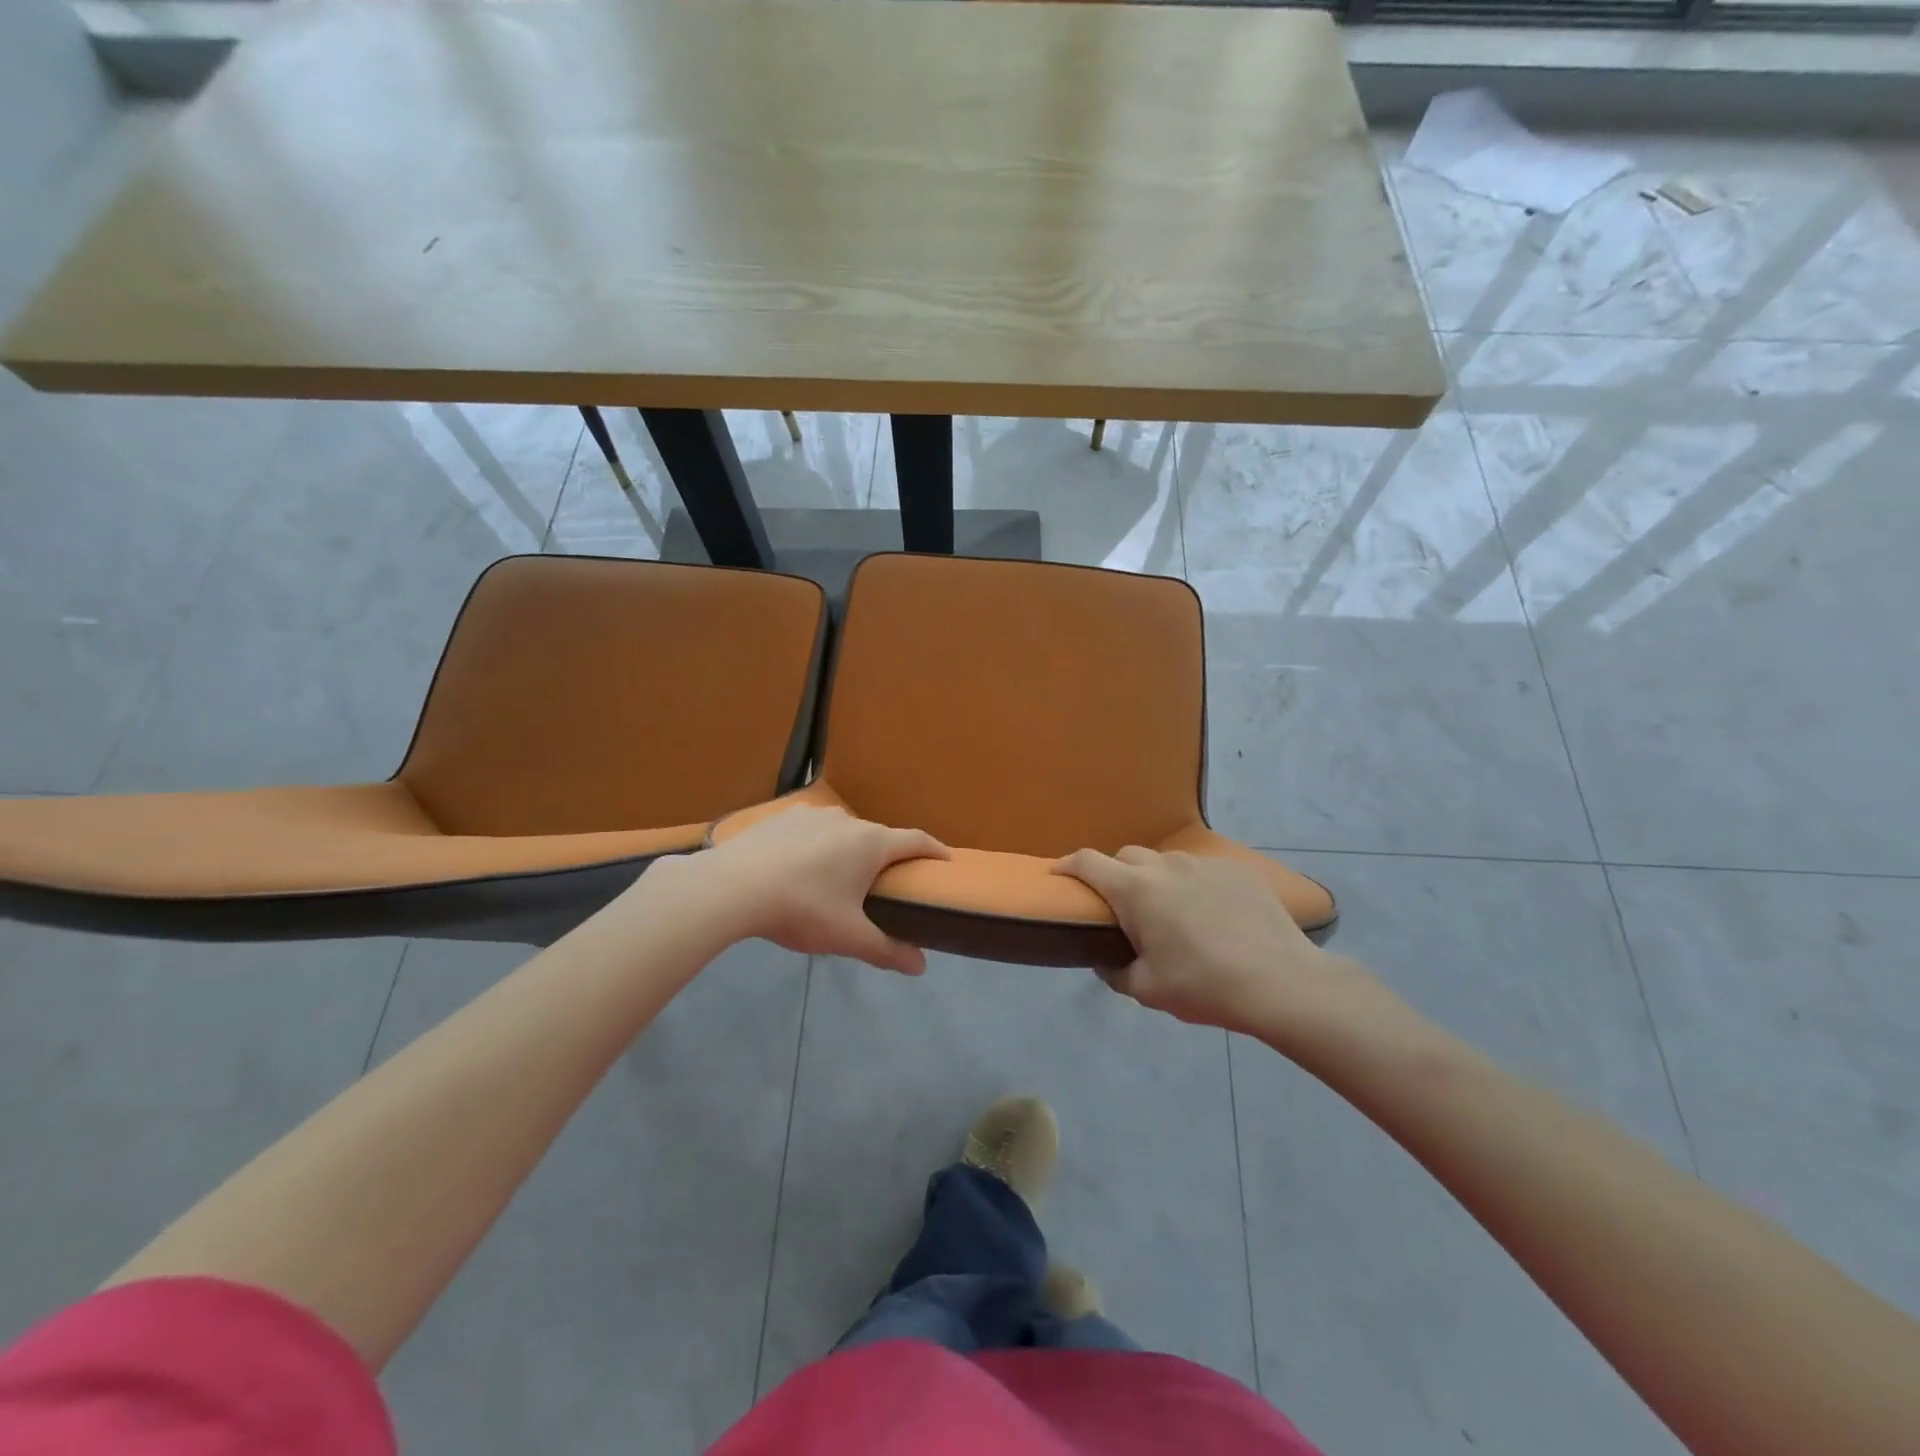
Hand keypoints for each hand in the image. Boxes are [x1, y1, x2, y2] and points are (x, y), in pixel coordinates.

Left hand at [692, 806, 949, 974]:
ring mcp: (812, 814)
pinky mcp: (782, 817)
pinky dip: (816, 846)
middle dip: (886, 858)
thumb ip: (886, 950)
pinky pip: (811, 830)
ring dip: (849, 851)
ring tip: (837, 879)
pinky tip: (799, 867)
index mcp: (871, 843)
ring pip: (843, 832)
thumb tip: (921, 967)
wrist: (732, 887)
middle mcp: (847, 820)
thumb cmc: (802, 909)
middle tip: (885, 886)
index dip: (936, 850)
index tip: (947, 862)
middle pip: (878, 837)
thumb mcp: (848, 936)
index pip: (917, 841)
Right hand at [1054, 847, 1396, 1046]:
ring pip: (1165, 861)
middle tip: (1120, 906)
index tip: (1057, 874)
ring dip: (1155, 879)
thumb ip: (1115, 972)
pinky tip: (1209, 913)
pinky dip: (1192, 884)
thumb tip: (1105, 961)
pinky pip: (1201, 869)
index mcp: (1135, 890)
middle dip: (1114, 873)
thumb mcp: (1148, 990)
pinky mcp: (1236, 870)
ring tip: (1168, 911)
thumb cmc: (1204, 985)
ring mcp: (1203, 864)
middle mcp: (1165, 866)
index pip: (1087, 861)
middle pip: (1126, 856)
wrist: (1281, 982)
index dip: (1067, 864)